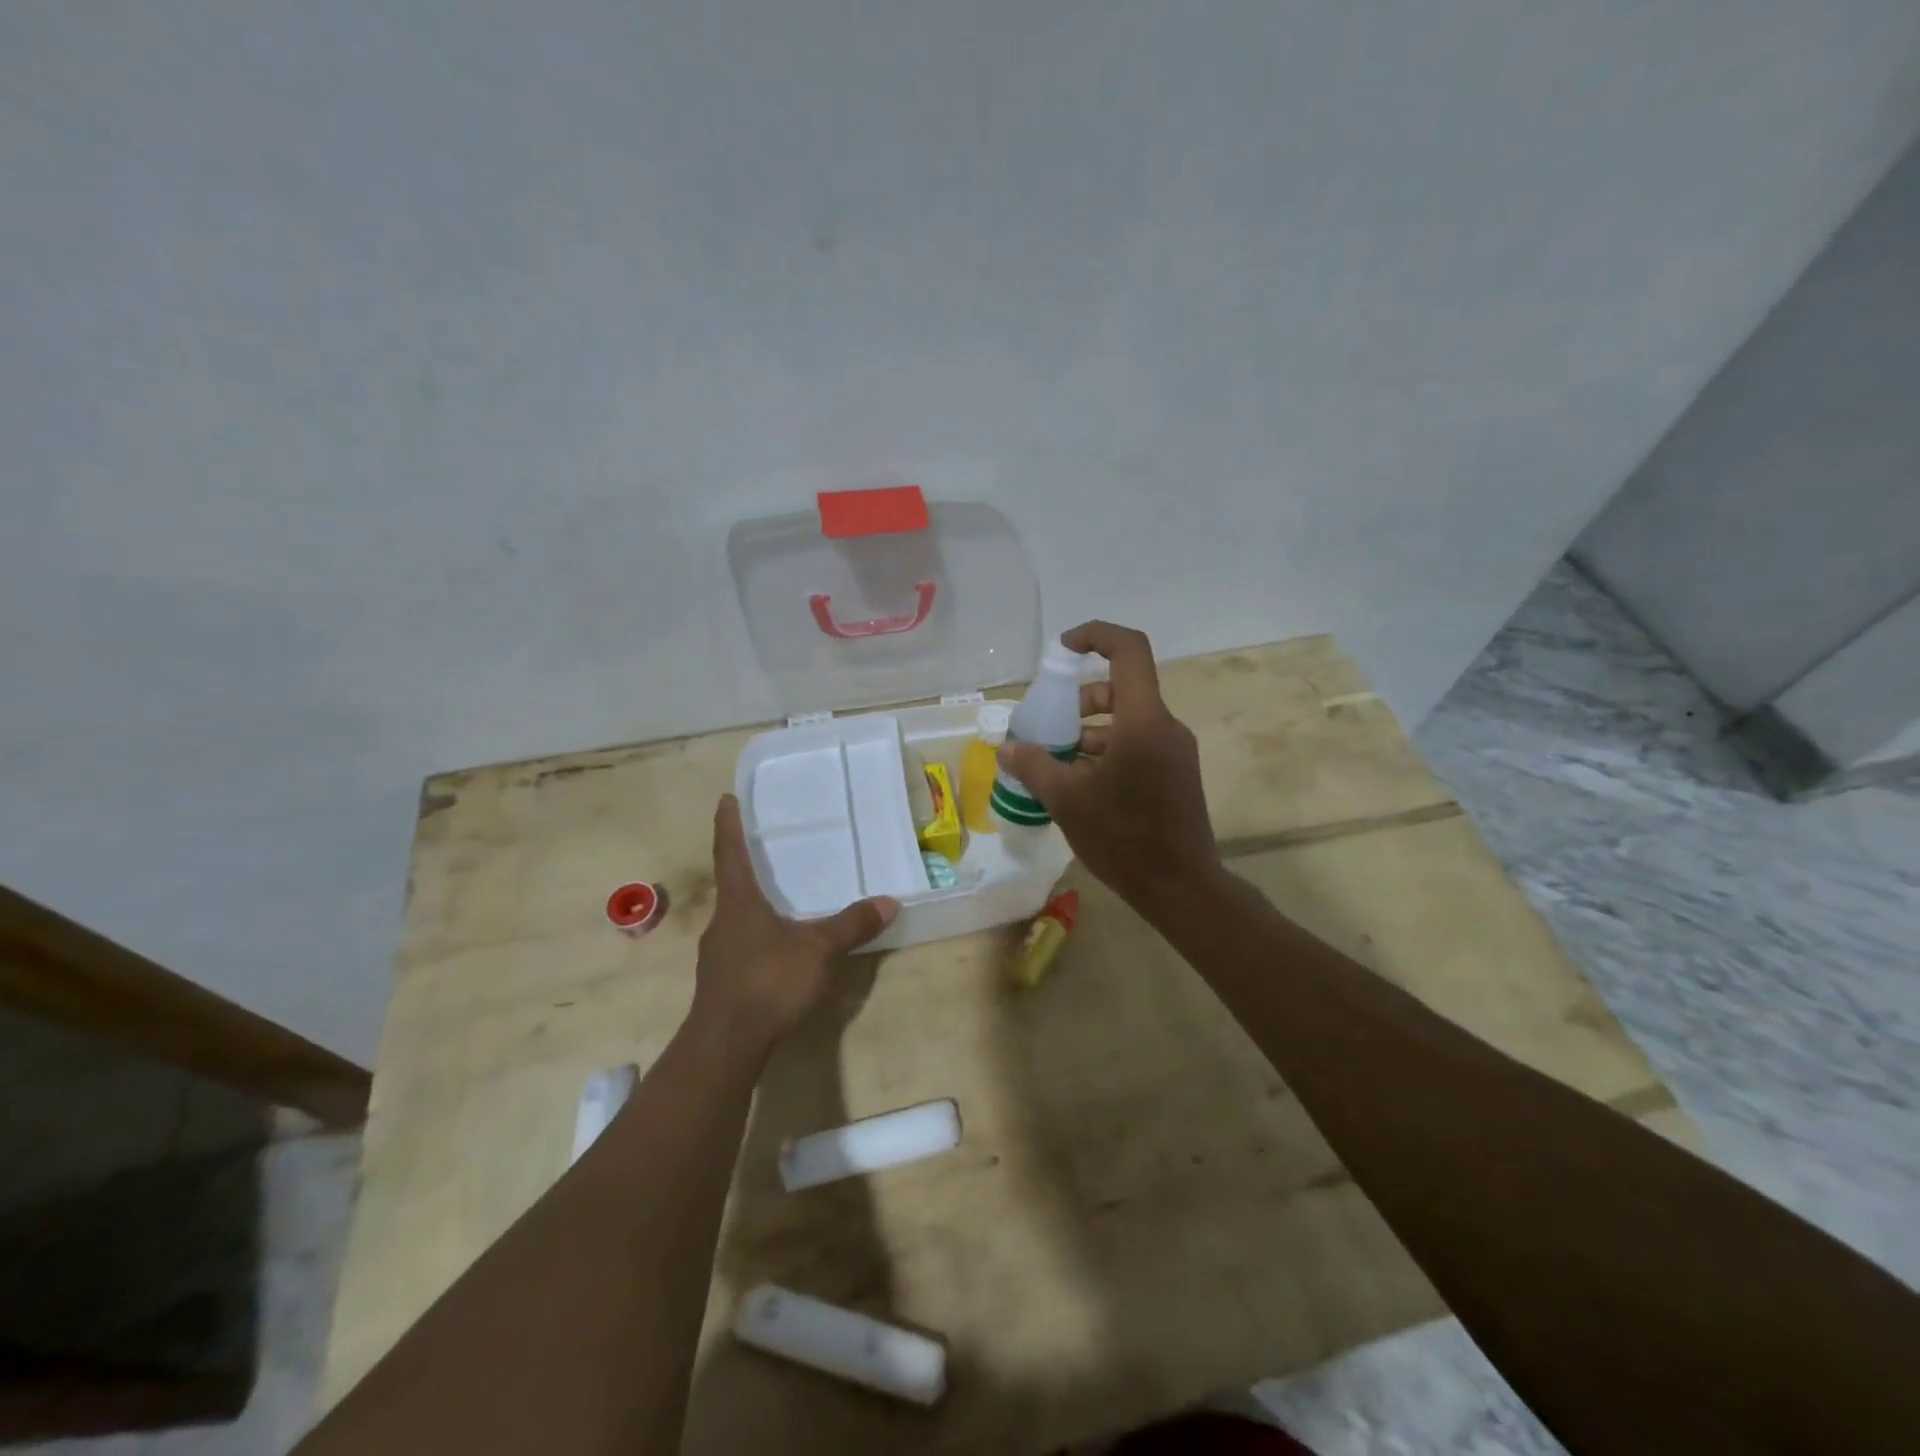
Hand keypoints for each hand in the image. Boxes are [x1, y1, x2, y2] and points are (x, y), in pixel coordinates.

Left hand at [689, 795, 898, 1057]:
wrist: (725, 1045)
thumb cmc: (767, 982)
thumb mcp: (818, 950)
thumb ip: (851, 925)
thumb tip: (888, 901)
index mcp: (739, 902)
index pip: (730, 852)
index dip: (729, 824)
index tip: (726, 799)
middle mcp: (723, 921)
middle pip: (733, 884)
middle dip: (747, 865)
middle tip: (767, 848)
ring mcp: (719, 954)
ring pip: (737, 917)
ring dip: (754, 904)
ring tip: (779, 898)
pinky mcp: (722, 981)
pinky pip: (742, 945)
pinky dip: (759, 936)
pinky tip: (778, 949)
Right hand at [996, 621, 1222, 911]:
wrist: (1181, 888)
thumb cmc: (1124, 838)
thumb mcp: (1067, 800)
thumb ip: (1034, 766)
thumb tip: (1007, 749)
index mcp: (1144, 721)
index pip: (1129, 651)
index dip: (1095, 636)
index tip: (1062, 650)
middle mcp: (1165, 727)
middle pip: (1122, 687)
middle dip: (1081, 698)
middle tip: (1050, 723)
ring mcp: (1175, 751)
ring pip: (1128, 719)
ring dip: (1090, 729)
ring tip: (1057, 759)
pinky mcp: (1176, 773)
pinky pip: (1138, 744)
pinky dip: (1107, 750)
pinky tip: (1080, 783)